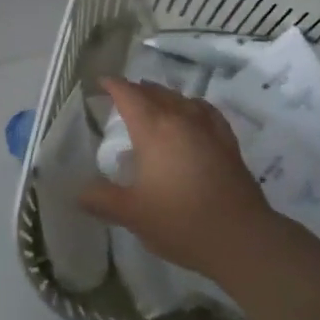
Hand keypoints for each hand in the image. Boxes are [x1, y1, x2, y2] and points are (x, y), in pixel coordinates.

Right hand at [78, 78, 284, 286]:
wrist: (241, 237)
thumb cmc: (180, 221)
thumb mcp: (132, 214)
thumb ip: (101, 200)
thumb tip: (78, 192)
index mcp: (154, 129)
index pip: (129, 95)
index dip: (114, 86)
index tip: (101, 82)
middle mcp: (181, 120)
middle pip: (156, 93)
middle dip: (138, 90)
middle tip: (123, 95)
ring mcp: (209, 129)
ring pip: (182, 99)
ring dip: (164, 96)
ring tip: (155, 102)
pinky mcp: (228, 143)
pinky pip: (206, 112)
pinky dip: (192, 107)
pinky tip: (193, 117)